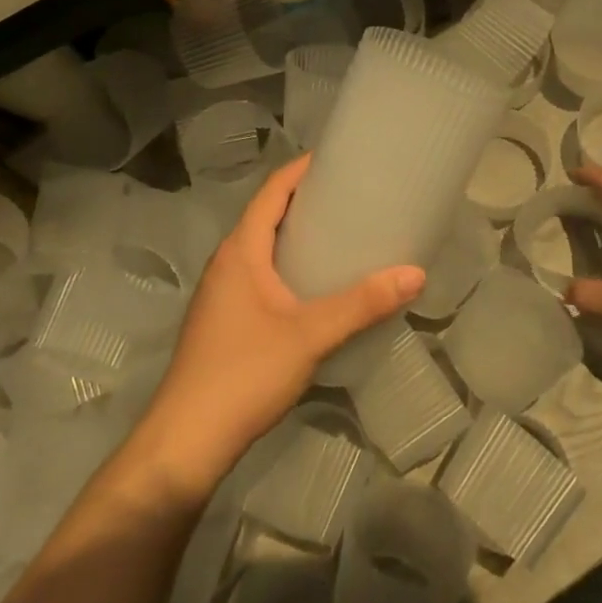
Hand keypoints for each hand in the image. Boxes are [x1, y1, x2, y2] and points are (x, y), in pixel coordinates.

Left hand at [135, 154, 423, 501]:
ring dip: (297, 235)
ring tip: (343, 234)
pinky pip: (261, 275)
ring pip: (263, 249)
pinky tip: (317, 286)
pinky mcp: (225, 322)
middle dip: (306, 201)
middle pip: (267, 216)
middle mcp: (227, 263)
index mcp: (240, 251)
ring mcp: (222, 294)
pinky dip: (289, 266)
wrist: (185, 444)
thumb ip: (362, 304)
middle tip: (352, 196)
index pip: (272, 192)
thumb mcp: (310, 335)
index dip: (301, 169)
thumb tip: (416, 273)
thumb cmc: (243, 374)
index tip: (337, 158)